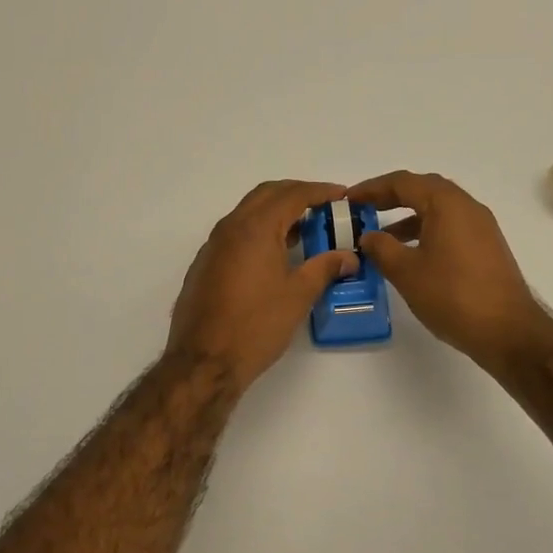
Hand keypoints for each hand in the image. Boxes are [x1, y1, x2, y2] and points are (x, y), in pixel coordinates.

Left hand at [166, 179, 360, 390]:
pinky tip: (275, 255)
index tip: (342, 195)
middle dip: (297, 194)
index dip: (320, 191)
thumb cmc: (256, 325)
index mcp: (255, 228)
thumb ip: (325, 268)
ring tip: (305, 230)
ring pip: (248, 213)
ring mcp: (213, 245)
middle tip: (324, 207)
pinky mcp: (205, 264)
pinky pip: (236, 233)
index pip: (292, 194)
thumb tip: (348, 257)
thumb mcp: (298, 295)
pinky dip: (259, 230)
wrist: (204, 361)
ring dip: (276, 212)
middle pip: (266, 194)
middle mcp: (230, 227)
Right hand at [350, 171, 549, 370]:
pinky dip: (426, 231)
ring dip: (408, 217)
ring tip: (381, 238)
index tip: (348, 199)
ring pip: (438, 210)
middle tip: (363, 210)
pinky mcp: (486, 247)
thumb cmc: (453, 296)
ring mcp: (481, 227)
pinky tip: (411, 256)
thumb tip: (368, 236)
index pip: (403, 182)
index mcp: (447, 204)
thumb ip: (381, 248)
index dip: (372, 188)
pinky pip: (450, 227)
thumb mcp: (406, 272)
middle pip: (423, 189)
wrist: (508, 331)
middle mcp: (467, 206)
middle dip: (390, 197)